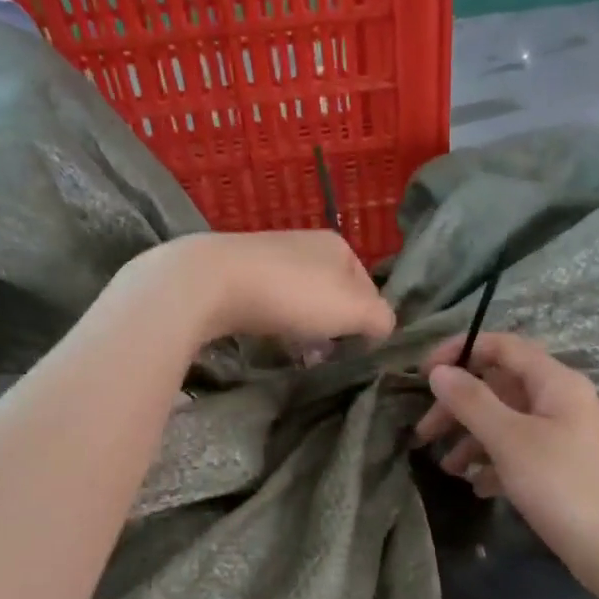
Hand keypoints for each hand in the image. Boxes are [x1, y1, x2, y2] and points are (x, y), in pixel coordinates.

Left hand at [132, 232, 395, 346]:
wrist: (212, 283)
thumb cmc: (292, 295)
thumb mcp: (352, 310)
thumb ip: (380, 318)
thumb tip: (387, 327)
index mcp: (338, 246)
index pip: (368, 287)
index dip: (368, 320)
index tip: (358, 348)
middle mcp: (305, 244)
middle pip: (333, 294)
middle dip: (334, 326)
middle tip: (327, 354)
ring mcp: (269, 256)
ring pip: (301, 300)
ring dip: (305, 328)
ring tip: (299, 353)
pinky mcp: (238, 273)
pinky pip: (270, 303)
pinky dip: (276, 322)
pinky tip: (268, 339)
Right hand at [415, 332, 598, 580]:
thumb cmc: (559, 484)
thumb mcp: (509, 439)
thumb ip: (472, 401)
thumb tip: (438, 371)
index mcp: (555, 382)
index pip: (503, 347)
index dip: (460, 352)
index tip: (422, 374)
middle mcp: (560, 400)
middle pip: (499, 387)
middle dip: (459, 407)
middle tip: (424, 433)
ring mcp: (561, 434)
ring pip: (505, 422)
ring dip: (471, 439)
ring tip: (448, 468)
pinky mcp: (559, 466)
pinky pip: (517, 452)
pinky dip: (493, 463)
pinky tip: (476, 486)